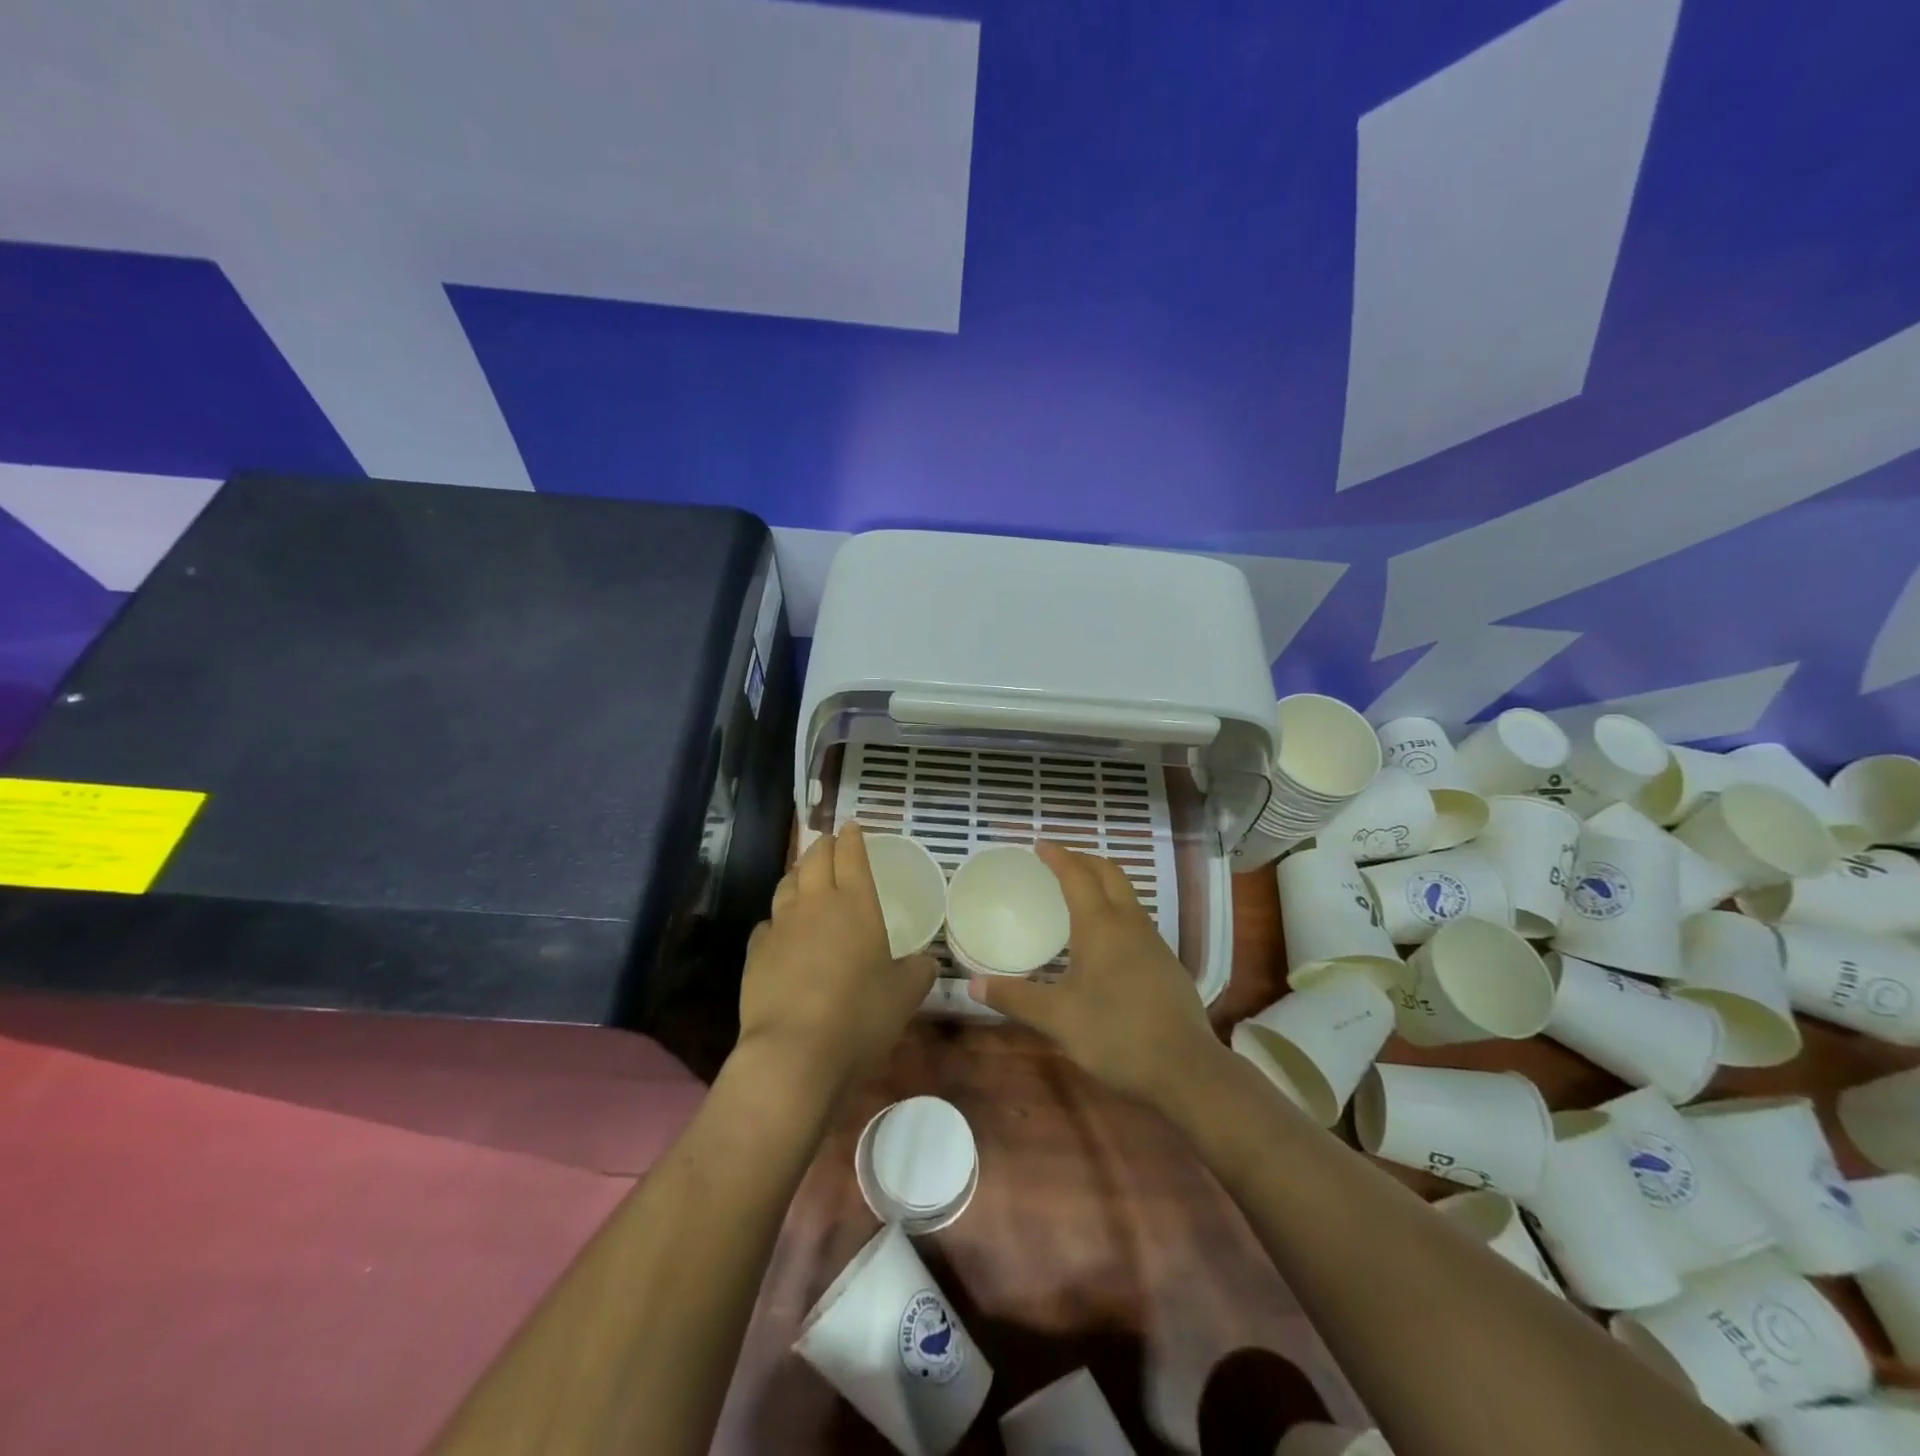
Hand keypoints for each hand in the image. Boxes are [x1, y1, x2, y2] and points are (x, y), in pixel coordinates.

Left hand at [736, 822, 937, 1098]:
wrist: (794, 1052)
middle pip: (814, 859)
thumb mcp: (906, 995)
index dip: (852, 838)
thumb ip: (919, 971)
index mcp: (857, 904)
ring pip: (786, 884)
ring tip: (803, 874)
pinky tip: (781, 929)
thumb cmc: (860, 1016)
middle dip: (823, 845)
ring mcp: (781, 926)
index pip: (852, 856)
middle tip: (828, 842)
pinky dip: (777, 918)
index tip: (851, 826)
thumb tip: (925, 962)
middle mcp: (816, 904)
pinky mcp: (755, 952)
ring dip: (797, 873)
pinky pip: (768, 923)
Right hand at [967, 842, 1221, 1106]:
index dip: (1058, 856)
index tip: (1039, 845)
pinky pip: (1136, 919)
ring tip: (1078, 893)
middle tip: (1058, 861)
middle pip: (1109, 873)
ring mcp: (1153, 942)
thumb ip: (1015, 998)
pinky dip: (1115, 908)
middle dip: (1083, 859)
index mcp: (1100, 925)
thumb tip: (972, 985)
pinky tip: (1104, 938)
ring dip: (1102, 882)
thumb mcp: (1057, 1019)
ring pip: (1127, 895)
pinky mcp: (1166, 963)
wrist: (1186, 1068)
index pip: (1077, 875)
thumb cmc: (1116, 1034)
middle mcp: (1130, 923)